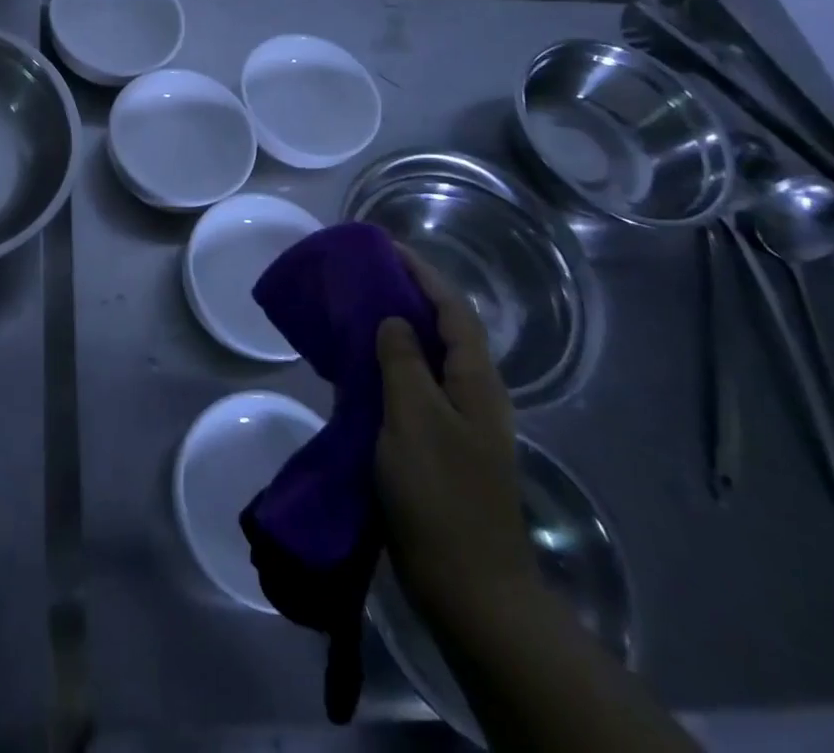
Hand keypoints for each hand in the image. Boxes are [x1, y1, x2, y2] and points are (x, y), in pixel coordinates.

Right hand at [375, 246, 537, 637]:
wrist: (466, 586)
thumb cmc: (440, 495)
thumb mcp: (415, 419)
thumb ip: (402, 361)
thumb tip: (394, 320)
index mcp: (476, 382)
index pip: (453, 310)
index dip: (423, 274)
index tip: (386, 246)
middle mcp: (473, 395)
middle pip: (444, 330)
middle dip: (410, 295)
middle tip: (366, 274)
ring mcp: (458, 423)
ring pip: (427, 358)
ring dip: (397, 329)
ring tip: (357, 309)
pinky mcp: (438, 446)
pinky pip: (412, 388)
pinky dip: (388, 366)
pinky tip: (358, 367)